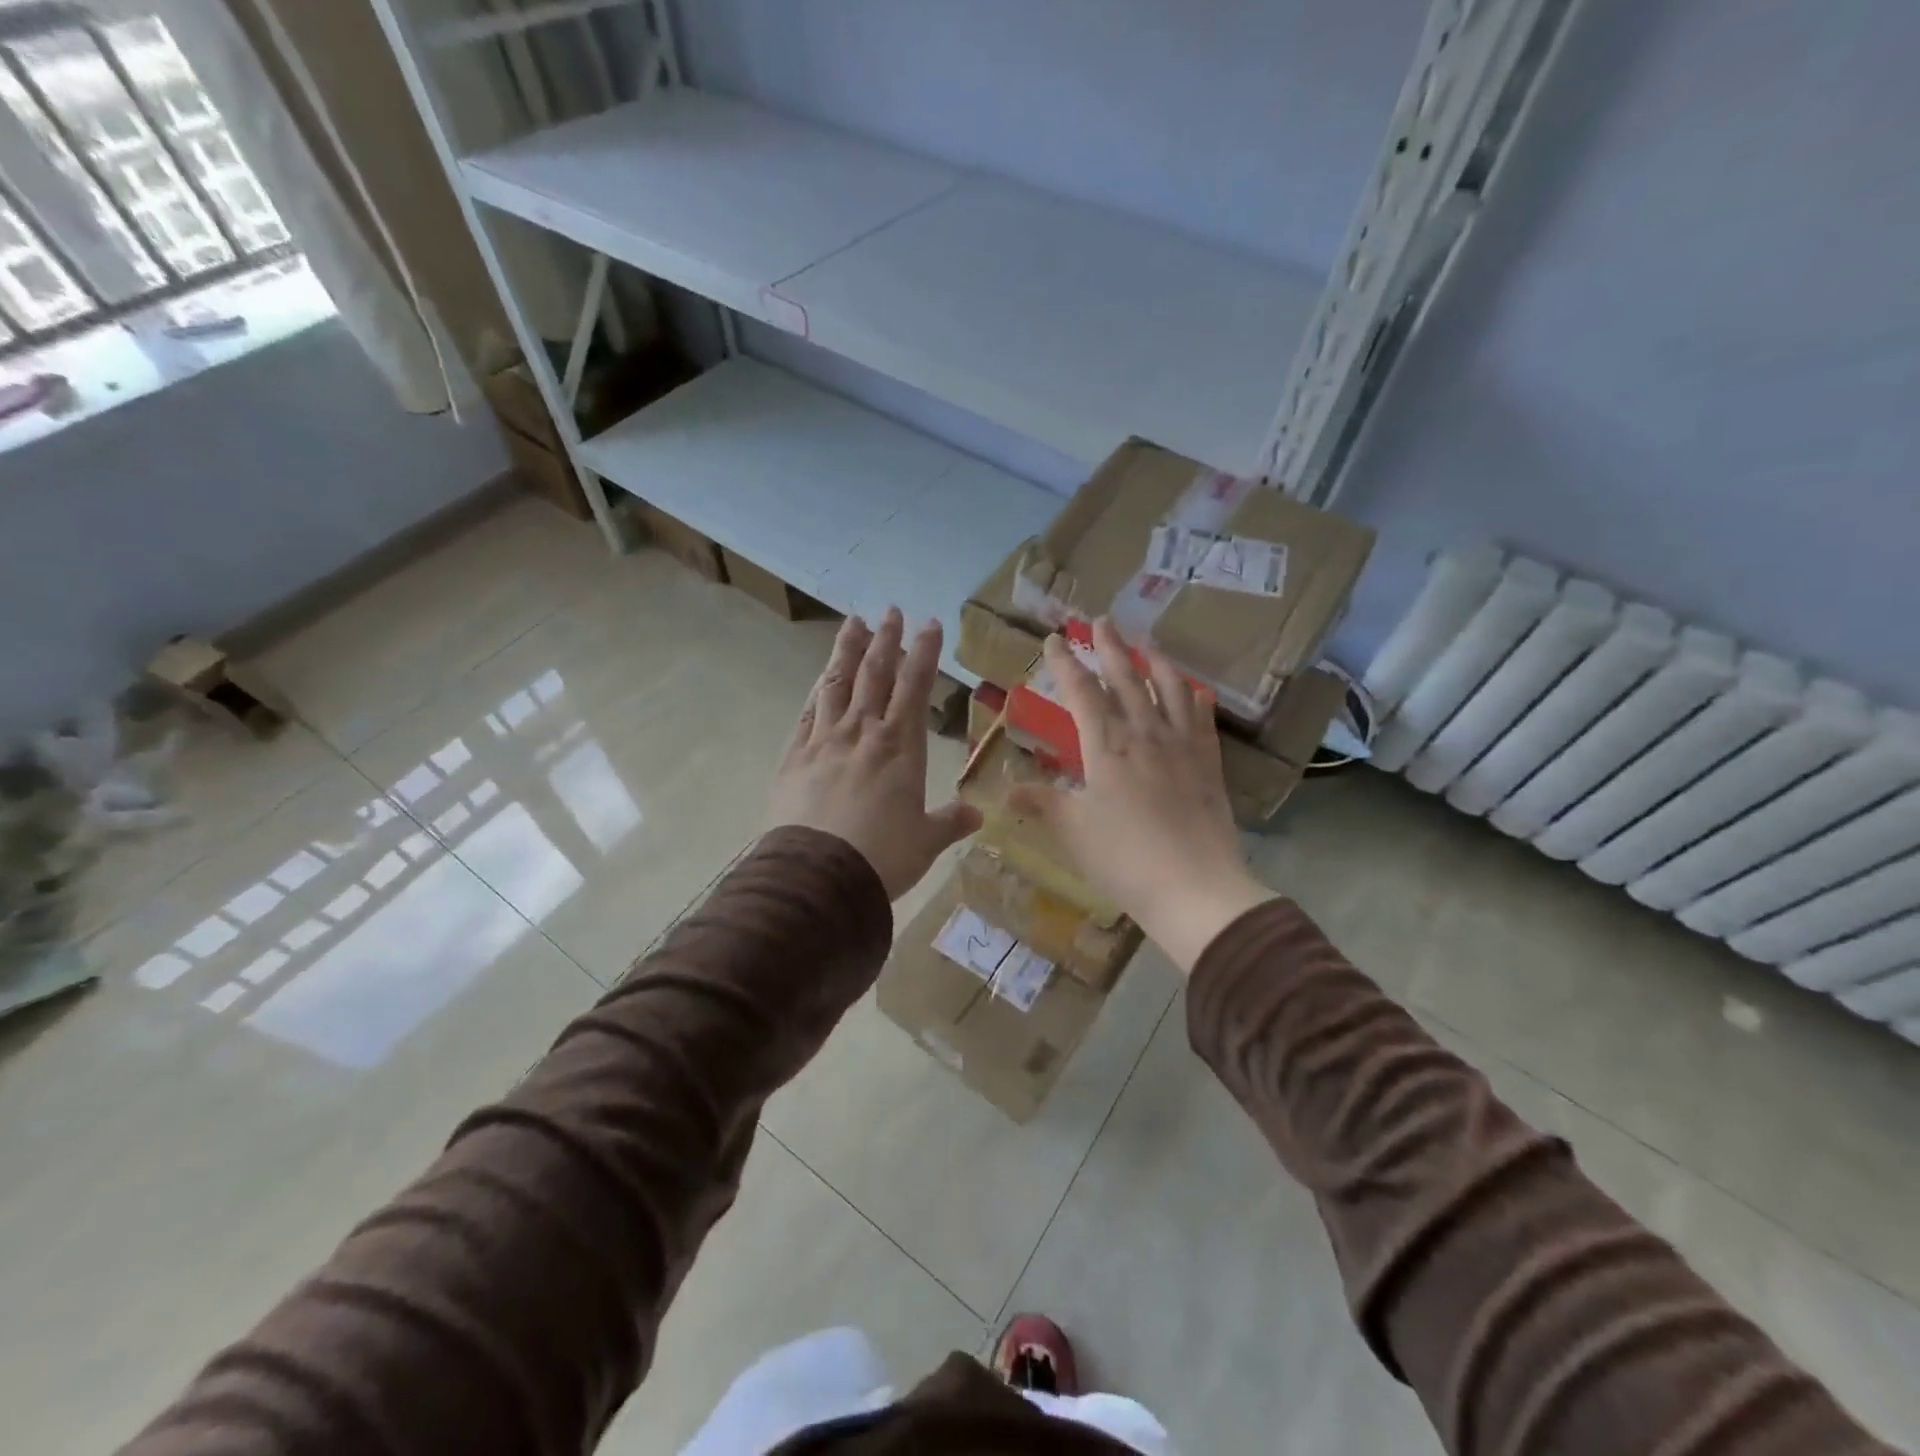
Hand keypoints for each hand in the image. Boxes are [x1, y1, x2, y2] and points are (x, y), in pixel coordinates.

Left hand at [769, 608, 982, 899]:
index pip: (916, 686)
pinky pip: (808, 712)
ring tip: (853, 623)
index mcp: (902, 747)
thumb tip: (977, 815)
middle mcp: (864, 732)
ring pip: (838, 683)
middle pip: (876, 674)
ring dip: (848, 650)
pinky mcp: (795, 755)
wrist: (819, 875)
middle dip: (886, 640)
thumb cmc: (883, 857)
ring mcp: (826, 740)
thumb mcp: (926, 841)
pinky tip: (821, 678)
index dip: (925, 653)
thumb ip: (950, 822)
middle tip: (891, 611)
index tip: (930, 624)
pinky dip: (818, 690)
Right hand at [1010, 618, 1274, 971]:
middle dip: (1109, 647)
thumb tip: (1004, 790)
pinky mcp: (1208, 762)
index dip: (1065, 663)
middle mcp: (1144, 734)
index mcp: (1106, 746)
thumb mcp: (1072, 832)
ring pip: (1168, 689)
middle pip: (1125, 678)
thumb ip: (1041, 804)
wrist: (1194, 887)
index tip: (1053, 640)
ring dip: (1154, 662)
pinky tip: (1192, 690)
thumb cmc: (1124, 859)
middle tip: (1100, 621)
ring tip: (1146, 645)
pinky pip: (1201, 717)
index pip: (1081, 692)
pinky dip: (1193, 697)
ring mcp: (1181, 745)